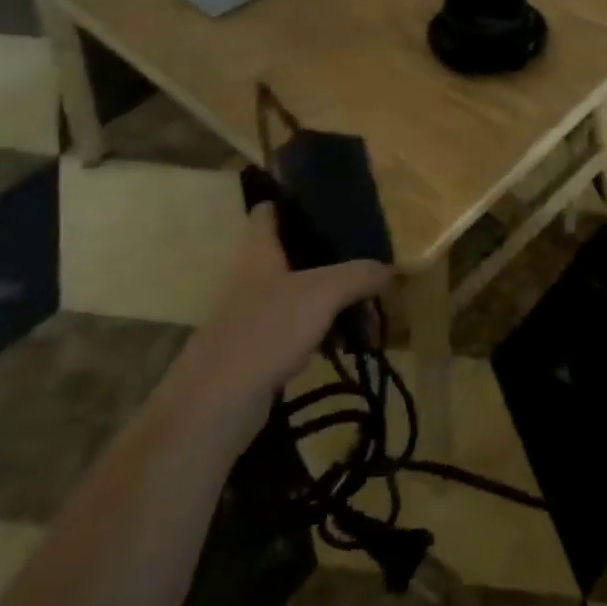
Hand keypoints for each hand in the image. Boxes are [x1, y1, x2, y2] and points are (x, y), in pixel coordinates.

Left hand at [178, 203, 390, 408]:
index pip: (270, 210)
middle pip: (293, 253)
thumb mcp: (323, 293)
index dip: (296, 200)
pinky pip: (297, 329)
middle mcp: (253, 277)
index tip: (332, 201)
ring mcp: (254, 314)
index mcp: (259, 251)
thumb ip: (359, 275)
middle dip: (331, 256)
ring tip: (368, 304)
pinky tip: (345, 343)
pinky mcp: (258, 349)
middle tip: (368, 257)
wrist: (216, 405)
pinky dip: (322, 331)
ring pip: (300, 294)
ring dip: (331, 298)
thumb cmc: (266, 330)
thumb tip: (390, 270)